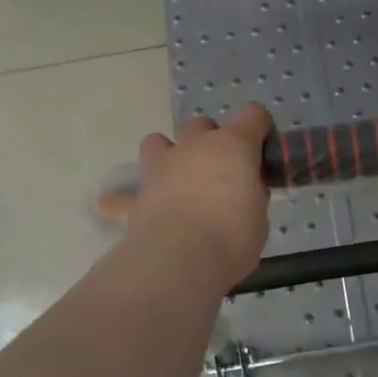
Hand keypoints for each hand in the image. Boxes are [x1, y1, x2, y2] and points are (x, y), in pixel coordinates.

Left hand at [99, 105, 273, 286]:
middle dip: (212, 141)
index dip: (260, 128)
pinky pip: (122, 196)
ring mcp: (162, 166)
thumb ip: (252, 194)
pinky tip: (114, 208)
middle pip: (202, 124)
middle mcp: (195, 145)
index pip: (253, 114)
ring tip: (177, 179)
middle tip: (222, 173)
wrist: (181, 261)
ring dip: (169, 154)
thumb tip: (245, 190)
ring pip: (158, 141)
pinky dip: (120, 201)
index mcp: (233, 145)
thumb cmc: (232, 236)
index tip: (263, 151)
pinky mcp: (139, 195)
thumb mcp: (260, 216)